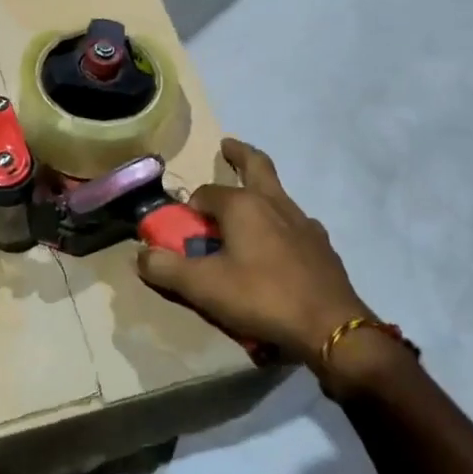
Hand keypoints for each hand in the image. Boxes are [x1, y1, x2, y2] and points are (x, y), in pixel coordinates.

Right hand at [137, 139, 386, 388]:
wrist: (331, 327)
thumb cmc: (261, 298)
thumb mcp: (203, 287)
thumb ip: (166, 269)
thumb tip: (141, 256)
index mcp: (243, 205)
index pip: (205, 193)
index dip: (190, 208)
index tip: (182, 226)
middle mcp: (274, 203)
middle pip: (256, 166)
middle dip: (239, 153)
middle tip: (227, 145)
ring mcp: (304, 223)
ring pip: (278, 193)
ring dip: (261, 189)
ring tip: (249, 203)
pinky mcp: (322, 246)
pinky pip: (296, 223)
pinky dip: (282, 222)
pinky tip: (279, 242)